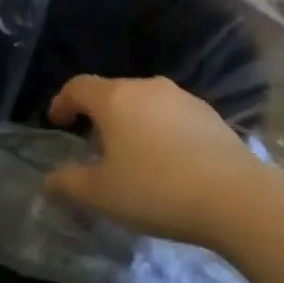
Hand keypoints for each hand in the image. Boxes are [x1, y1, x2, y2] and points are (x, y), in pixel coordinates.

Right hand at [42, 75, 266, 245]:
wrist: (234, 196)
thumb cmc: (156, 190)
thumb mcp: (101, 195)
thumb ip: (68, 184)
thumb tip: (49, 180)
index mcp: (116, 98)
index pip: (78, 86)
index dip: (62, 102)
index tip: (57, 122)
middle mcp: (148, 87)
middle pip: (112, 92)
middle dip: (97, 115)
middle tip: (92, 146)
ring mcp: (183, 97)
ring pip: (144, 103)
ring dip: (130, 122)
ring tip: (131, 156)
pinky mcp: (209, 113)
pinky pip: (171, 115)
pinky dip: (158, 130)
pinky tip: (167, 161)